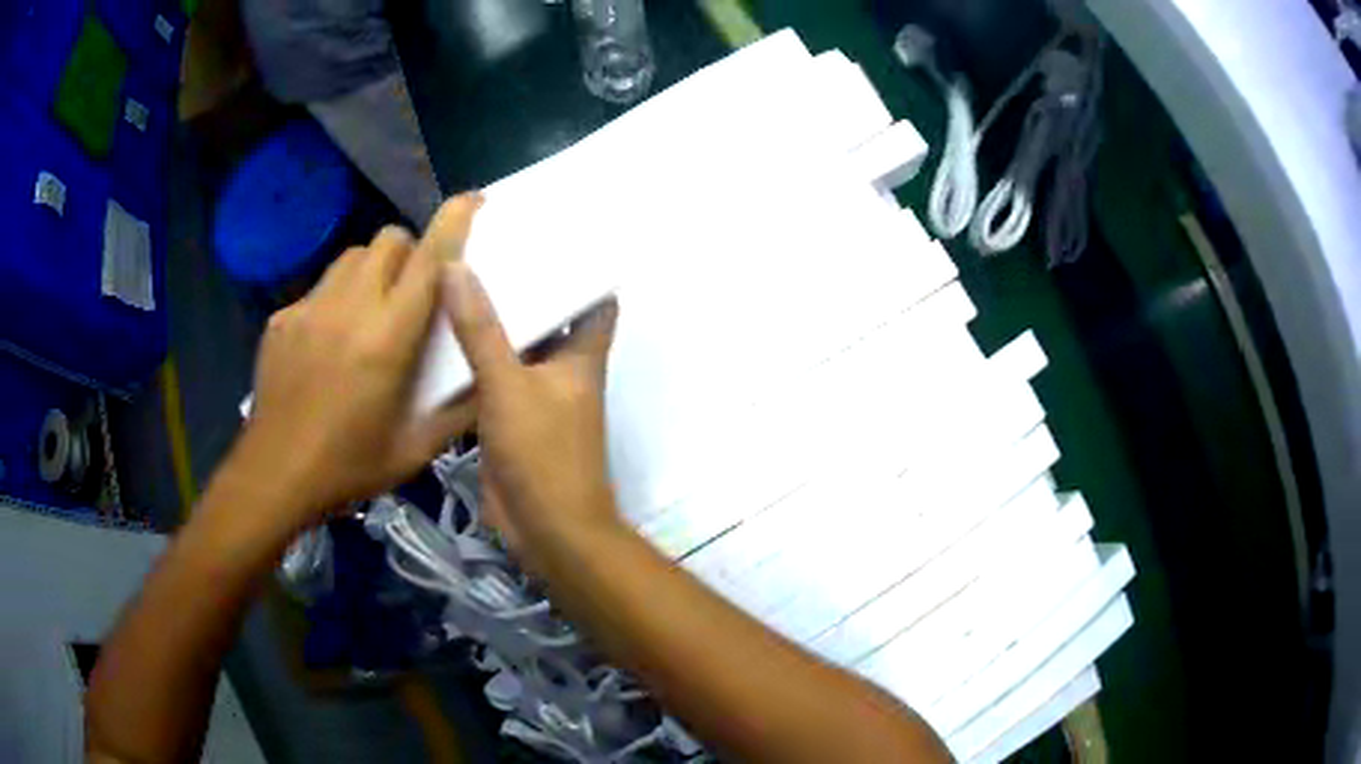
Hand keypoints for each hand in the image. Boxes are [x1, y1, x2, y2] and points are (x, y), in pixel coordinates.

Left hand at [237, 196, 483, 526]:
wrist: (274, 476)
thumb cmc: (348, 467)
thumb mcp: (415, 451)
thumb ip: (459, 412)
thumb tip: (491, 380)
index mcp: (389, 338)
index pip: (429, 258)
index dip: (454, 221)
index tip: (473, 200)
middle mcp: (350, 308)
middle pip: (388, 240)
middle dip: (409, 252)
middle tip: (411, 291)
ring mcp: (310, 308)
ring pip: (352, 256)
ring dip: (372, 269)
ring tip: (370, 310)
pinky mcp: (283, 318)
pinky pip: (320, 286)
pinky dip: (336, 298)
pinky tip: (329, 342)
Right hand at [442, 258, 623, 558]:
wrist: (546, 531)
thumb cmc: (543, 455)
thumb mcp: (509, 385)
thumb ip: (481, 329)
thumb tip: (457, 266)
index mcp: (581, 355)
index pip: (595, 297)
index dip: (581, 265)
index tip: (549, 232)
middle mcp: (562, 369)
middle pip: (548, 315)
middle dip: (523, 285)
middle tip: (486, 246)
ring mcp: (534, 395)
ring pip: (514, 346)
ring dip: (492, 320)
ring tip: (458, 277)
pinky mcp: (508, 419)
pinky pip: (491, 377)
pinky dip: (472, 357)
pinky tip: (440, 333)